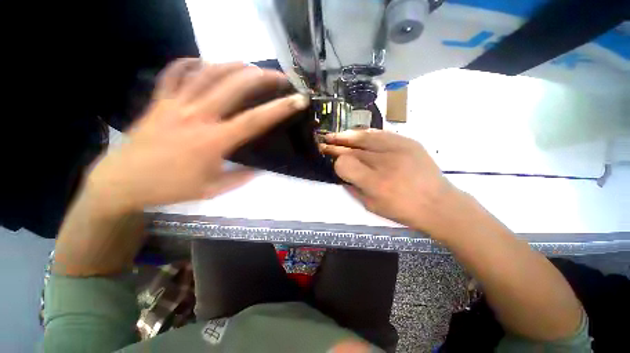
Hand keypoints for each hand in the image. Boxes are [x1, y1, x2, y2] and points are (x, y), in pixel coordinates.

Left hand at [87, 59, 309, 212]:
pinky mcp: (159, 101)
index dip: (280, 108)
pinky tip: (203, 62)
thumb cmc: (170, 188)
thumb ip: (239, 178)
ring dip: (233, 65)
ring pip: (208, 73)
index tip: (298, 99)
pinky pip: (175, 73)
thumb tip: (258, 170)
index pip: (255, 120)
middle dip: (262, 77)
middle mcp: (198, 116)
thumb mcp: (212, 190)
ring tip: (250, 66)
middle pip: (235, 86)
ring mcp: (175, 104)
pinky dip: (191, 63)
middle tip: (279, 76)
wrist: (122, 182)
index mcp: (214, 141)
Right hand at [321, 129, 459, 237]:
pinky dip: (365, 133)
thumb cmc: (402, 210)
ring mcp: (398, 149)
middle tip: (325, 142)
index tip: (333, 162)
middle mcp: (385, 162)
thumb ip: (353, 188)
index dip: (336, 162)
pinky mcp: (408, 142)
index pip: (345, 164)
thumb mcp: (372, 206)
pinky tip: (357, 134)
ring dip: (347, 136)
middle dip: (336, 145)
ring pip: (365, 137)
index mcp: (375, 183)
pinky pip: (381, 134)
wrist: (438, 204)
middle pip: (353, 149)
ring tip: (336, 135)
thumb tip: (342, 173)